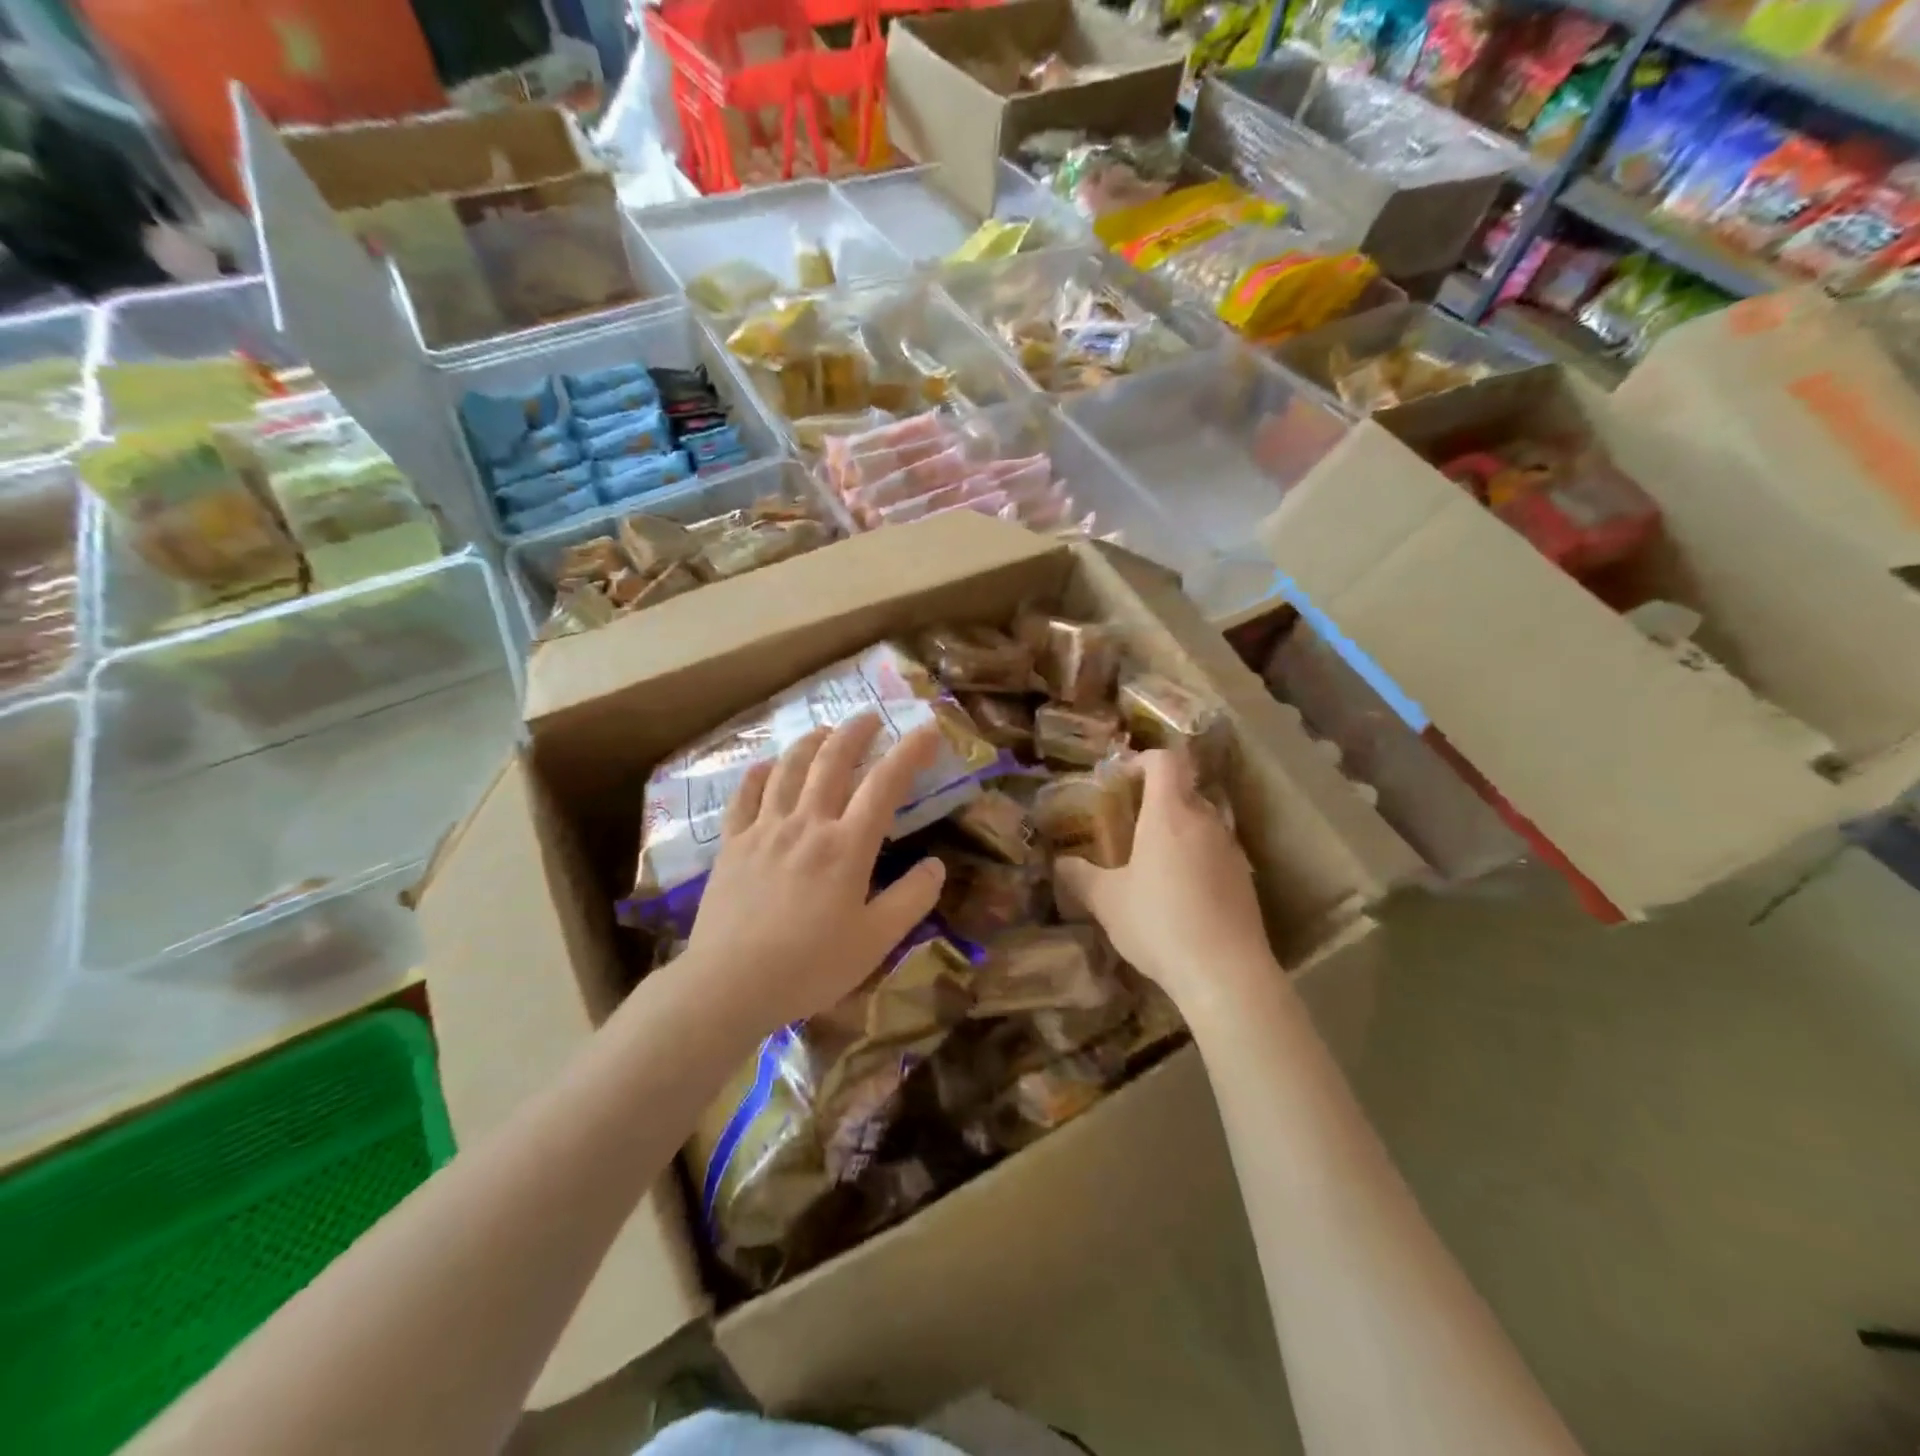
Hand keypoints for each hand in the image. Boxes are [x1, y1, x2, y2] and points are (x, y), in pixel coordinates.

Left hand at [683, 714, 947, 1033]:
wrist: (729, 984)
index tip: (928, 730)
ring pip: (789, 769)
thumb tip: (937, 864)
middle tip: (870, 717)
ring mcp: (764, 829)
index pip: (885, 784)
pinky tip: (767, 766)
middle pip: (833, 761)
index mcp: (847, 846)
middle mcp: (807, 824)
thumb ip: (911, 899)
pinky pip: (745, 795)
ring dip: (810, 743)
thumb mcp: (875, 941)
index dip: (910, 752)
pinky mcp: (732, 844)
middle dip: (856, 732)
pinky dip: (760, 773)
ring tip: (825, 732)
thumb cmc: (810, 966)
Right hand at [1054, 749, 1275, 1004]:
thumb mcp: (1106, 901)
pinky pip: (1215, 851)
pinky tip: (1179, 893)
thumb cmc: (1159, 923)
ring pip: (1201, 821)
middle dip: (1156, 799)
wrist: (1226, 973)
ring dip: (1177, 830)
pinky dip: (1195, 857)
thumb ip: (1079, 876)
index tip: (1120, 781)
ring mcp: (1230, 850)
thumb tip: (1059, 863)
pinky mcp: (1245, 879)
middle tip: (1128, 823)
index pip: (1164, 761)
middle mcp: (1205, 821)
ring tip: (1151, 861)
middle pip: (1183, 789)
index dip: (1141, 761)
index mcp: (1169, 814)